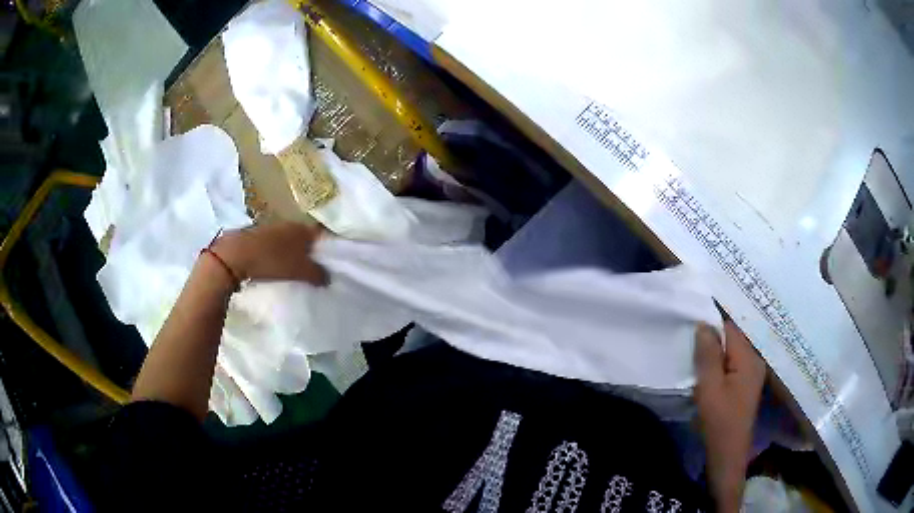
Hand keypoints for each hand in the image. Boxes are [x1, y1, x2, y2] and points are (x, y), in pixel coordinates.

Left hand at [211, 221, 327, 284]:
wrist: (235, 255)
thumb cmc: (272, 261)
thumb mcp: (299, 272)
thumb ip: (317, 274)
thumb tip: (328, 277)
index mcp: (303, 228)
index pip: (322, 235)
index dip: (328, 248)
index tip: (330, 262)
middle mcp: (289, 223)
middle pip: (305, 238)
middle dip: (310, 251)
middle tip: (314, 268)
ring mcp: (272, 227)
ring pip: (289, 240)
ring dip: (293, 252)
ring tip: (295, 269)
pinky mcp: (257, 234)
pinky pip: (275, 244)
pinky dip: (278, 253)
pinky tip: (276, 265)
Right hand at [694, 321, 765, 512]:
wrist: (728, 451)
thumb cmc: (718, 420)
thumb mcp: (709, 387)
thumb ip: (707, 354)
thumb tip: (703, 323)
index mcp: (748, 358)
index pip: (730, 327)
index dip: (712, 321)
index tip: (692, 321)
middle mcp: (755, 359)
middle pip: (733, 336)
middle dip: (714, 335)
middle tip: (691, 335)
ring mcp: (753, 371)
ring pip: (733, 349)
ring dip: (716, 349)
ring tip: (697, 350)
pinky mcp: (747, 381)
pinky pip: (734, 360)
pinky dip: (721, 359)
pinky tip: (709, 367)